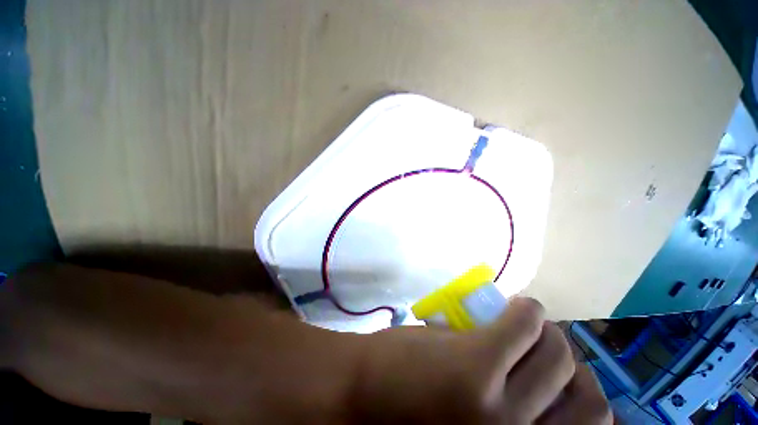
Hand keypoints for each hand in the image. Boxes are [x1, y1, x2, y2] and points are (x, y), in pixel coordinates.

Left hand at [354, 297, 611, 423]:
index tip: (559, 373)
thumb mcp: (471, 422)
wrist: (357, 393)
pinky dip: (525, 310)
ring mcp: (500, 407)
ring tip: (521, 322)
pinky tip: (511, 306)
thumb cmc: (408, 410)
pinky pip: (522, 322)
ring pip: (557, 351)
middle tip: (539, 343)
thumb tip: (536, 373)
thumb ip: (508, 404)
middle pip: (586, 389)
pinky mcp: (476, 363)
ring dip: (545, 330)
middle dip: (564, 358)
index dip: (580, 391)